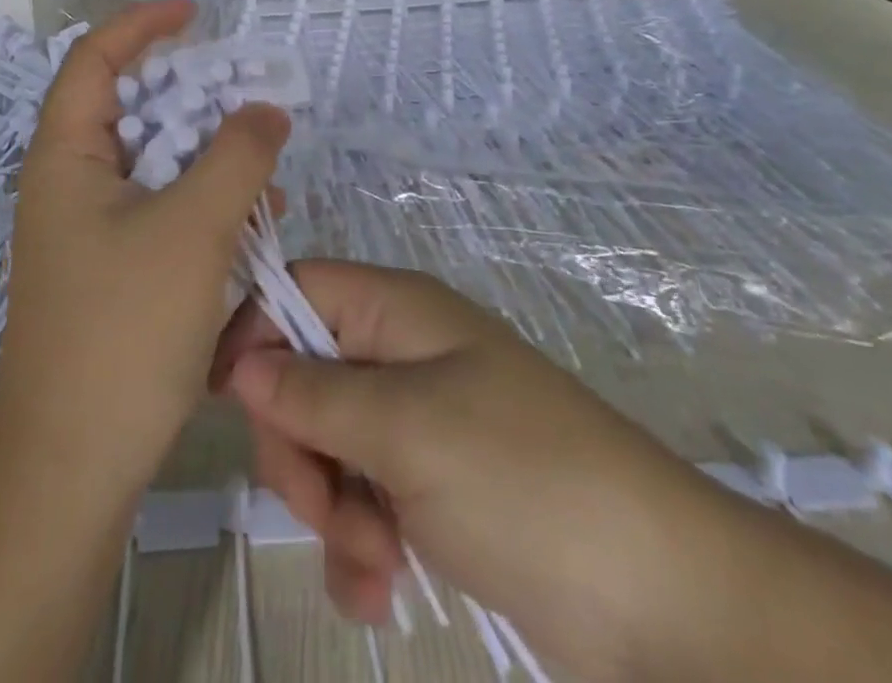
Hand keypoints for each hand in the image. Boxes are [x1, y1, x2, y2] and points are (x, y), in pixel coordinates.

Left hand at [0, 0, 290, 504]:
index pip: (95, 58)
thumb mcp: (193, 230)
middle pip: (130, 107)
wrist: (72, 464)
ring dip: (206, 154)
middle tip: (245, 93)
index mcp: (67, 156)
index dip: (142, 24)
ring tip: (263, 165)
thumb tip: (266, 109)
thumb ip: (236, 157)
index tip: (195, 12)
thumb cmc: (123, 331)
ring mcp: (88, 228)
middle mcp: (69, 182)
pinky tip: (252, 219)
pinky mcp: (110, 267)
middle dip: (191, 94)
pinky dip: (203, 201)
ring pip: (152, 162)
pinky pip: (160, 209)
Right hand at [213, 261, 725, 673]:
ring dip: (330, 509)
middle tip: (324, 505)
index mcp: (396, 312)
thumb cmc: (524, 480)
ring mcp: (416, 423)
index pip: (298, 290)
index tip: (228, 401)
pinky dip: (358, 546)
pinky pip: (360, 499)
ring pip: (325, 444)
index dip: (255, 332)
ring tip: (373, 561)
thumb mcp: (406, 428)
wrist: (663, 601)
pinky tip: (380, 590)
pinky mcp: (430, 488)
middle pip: (301, 374)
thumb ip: (313, 391)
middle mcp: (400, 355)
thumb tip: (240, 362)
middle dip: (298, 445)